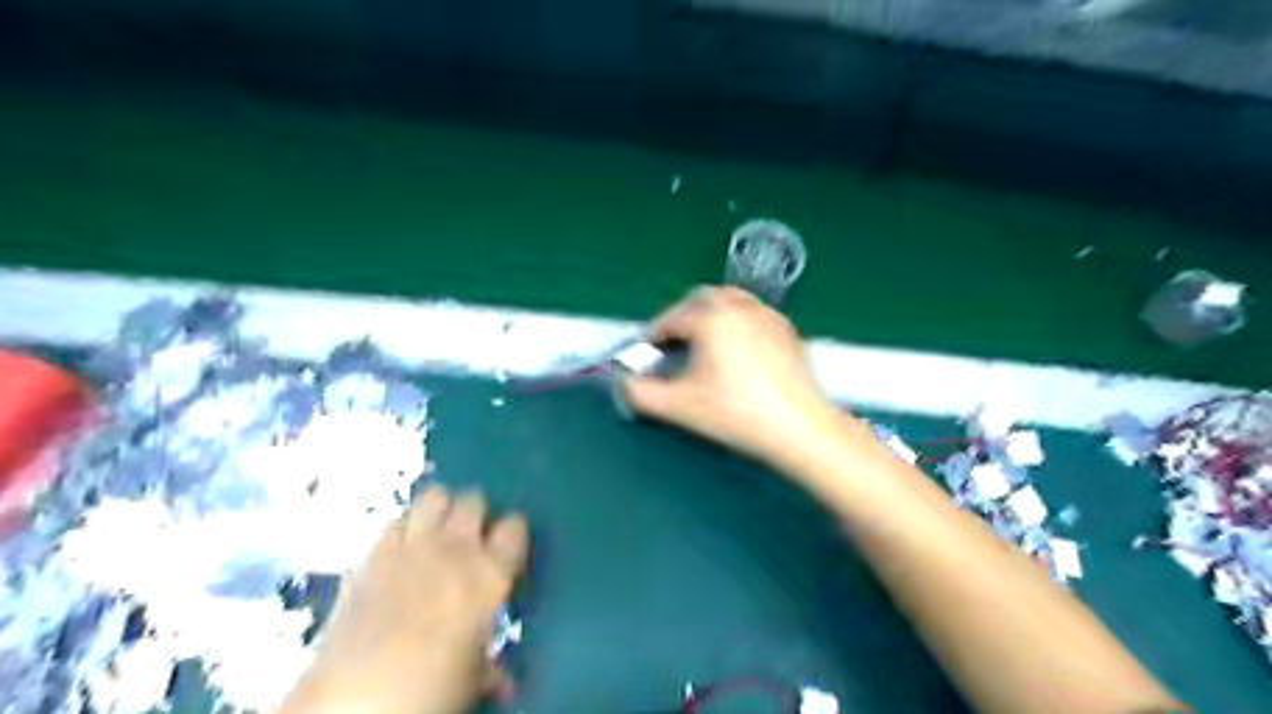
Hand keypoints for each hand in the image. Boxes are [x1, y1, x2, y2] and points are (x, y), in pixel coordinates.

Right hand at [626, 283, 843, 467]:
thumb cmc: (736, 414)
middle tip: (672, 347)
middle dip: (681, 318)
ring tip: (702, 345)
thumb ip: (639, 393)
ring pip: (730, 301)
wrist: (799, 429)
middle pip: (700, 299)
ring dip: (709, 315)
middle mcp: (739, 306)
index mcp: (711, 317)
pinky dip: (736, 322)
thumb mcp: (678, 407)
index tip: (645, 356)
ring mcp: (767, 315)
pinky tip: (737, 351)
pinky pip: (753, 313)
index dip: (652, 337)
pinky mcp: (787, 330)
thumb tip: (623, 382)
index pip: (670, 319)